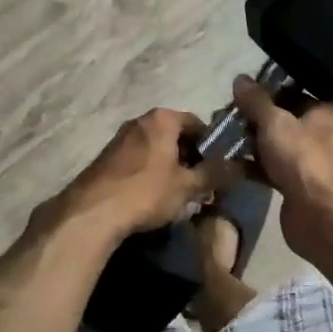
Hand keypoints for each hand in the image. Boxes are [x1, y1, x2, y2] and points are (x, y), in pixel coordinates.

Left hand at [42, 109, 235, 239]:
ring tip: (177, 195)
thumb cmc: (146, 191)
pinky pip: (137, 161)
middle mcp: (139, 121)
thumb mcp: (188, 185)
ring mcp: (119, 139)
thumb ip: (215, 174)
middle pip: (174, 135)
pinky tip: (151, 198)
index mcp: (162, 119)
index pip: (196, 123)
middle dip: (188, 157)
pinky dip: (148, 174)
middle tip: (200, 184)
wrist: (91, 212)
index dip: (210, 145)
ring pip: (154, 149)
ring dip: (168, 167)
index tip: (217, 168)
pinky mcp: (105, 159)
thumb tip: (241, 167)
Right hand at [231, 77, 332, 256]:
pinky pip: (268, 167)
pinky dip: (250, 164)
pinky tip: (226, 161)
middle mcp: (318, 132)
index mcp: (322, 111)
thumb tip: (240, 78)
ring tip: (220, 135)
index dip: (264, 90)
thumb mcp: (274, 121)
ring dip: (248, 141)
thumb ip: (255, 100)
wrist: (319, 214)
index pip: (292, 91)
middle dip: (251, 117)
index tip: (237, 92)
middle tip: (223, 115)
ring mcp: (305, 159)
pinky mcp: (293, 183)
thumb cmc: (302, 158)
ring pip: (271, 143)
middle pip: (279, 117)